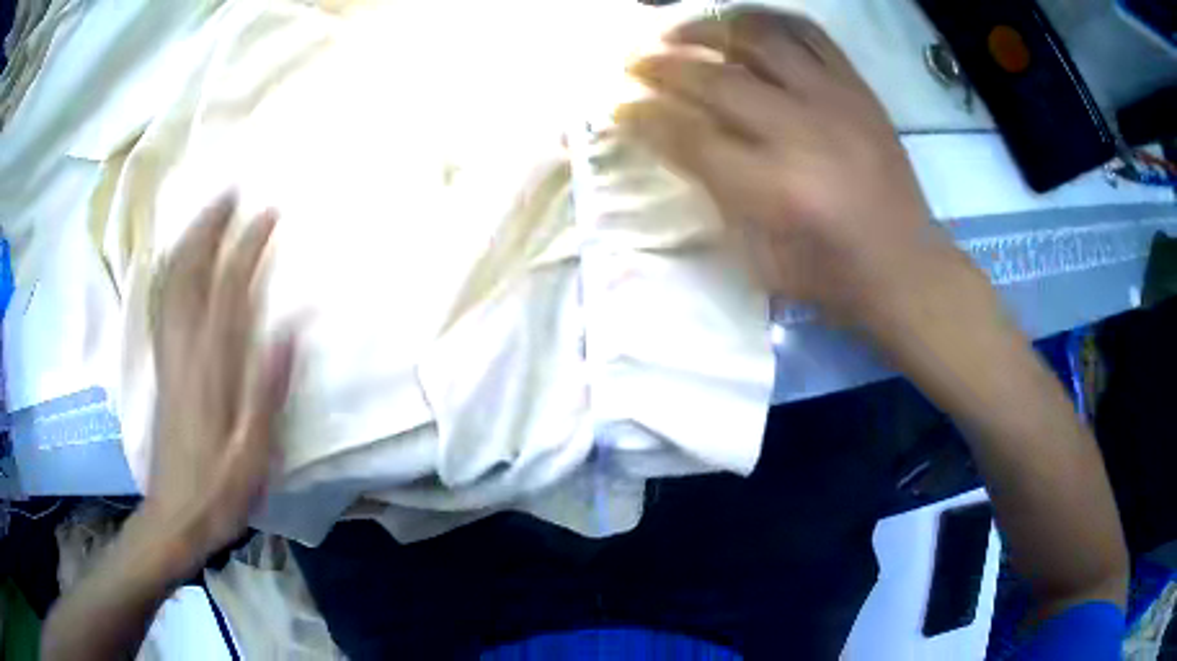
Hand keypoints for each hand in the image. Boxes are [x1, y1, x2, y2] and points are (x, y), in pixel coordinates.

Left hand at [143, 193, 294, 575]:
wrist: (173, 517)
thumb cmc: (218, 491)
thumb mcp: (253, 453)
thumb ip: (267, 390)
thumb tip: (289, 328)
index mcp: (210, 369)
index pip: (228, 289)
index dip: (246, 247)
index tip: (268, 214)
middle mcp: (183, 350)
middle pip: (190, 273)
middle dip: (210, 227)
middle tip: (232, 193)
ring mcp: (168, 356)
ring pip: (171, 283)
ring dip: (189, 241)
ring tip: (209, 214)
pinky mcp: (161, 367)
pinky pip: (162, 304)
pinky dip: (171, 271)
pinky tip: (179, 262)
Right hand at [617, 8, 980, 340]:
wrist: (904, 266)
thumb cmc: (828, 275)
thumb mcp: (758, 257)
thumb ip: (714, 191)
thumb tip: (673, 137)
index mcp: (774, 190)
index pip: (689, 135)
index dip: (643, 116)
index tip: (617, 104)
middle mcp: (803, 133)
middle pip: (716, 79)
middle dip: (662, 65)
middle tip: (633, 61)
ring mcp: (836, 102)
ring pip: (761, 39)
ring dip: (710, 27)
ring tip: (682, 31)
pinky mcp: (858, 90)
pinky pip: (810, 34)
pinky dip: (770, 21)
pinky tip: (745, 26)